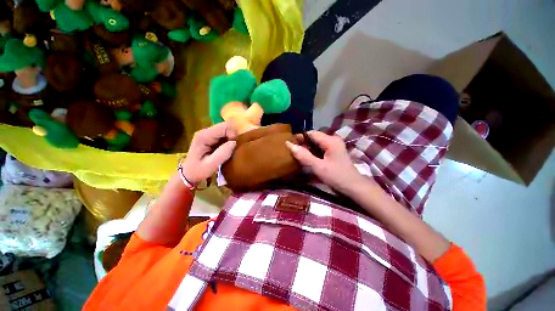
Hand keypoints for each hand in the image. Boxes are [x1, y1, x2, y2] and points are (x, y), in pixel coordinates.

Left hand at [180, 122, 236, 184]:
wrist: (188, 174)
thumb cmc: (198, 171)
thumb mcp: (211, 165)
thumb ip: (223, 153)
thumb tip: (234, 142)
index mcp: (204, 136)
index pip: (224, 127)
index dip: (233, 135)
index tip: (234, 147)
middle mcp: (205, 131)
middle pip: (225, 126)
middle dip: (233, 136)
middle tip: (233, 148)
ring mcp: (207, 134)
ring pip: (226, 130)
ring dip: (231, 139)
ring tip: (230, 150)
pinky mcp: (210, 137)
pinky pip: (223, 134)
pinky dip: (228, 140)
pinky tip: (226, 149)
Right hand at [285, 131, 365, 193]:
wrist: (353, 187)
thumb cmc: (336, 176)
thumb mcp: (318, 167)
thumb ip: (303, 156)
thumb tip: (289, 144)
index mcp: (330, 140)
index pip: (311, 133)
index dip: (299, 137)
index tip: (289, 144)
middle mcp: (333, 140)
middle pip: (314, 137)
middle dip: (303, 143)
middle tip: (293, 152)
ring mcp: (334, 146)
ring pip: (316, 143)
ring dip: (307, 148)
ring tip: (298, 155)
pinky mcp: (334, 152)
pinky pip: (320, 148)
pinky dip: (313, 152)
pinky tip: (308, 159)